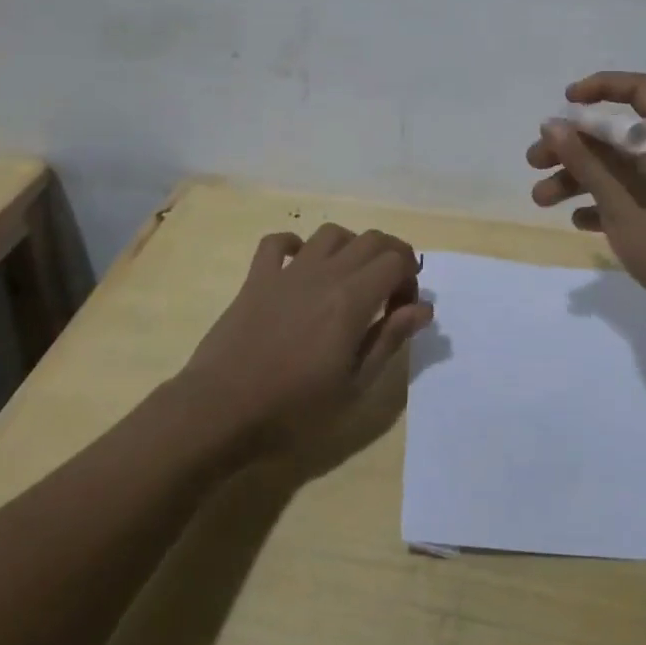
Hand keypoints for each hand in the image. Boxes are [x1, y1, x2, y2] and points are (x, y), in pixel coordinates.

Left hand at [182, 224, 431, 455]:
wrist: (221, 411)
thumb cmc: (294, 409)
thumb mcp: (354, 385)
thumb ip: (389, 339)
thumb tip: (424, 308)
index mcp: (353, 298)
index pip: (397, 260)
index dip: (410, 279)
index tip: (404, 310)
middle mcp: (325, 273)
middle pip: (370, 240)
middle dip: (391, 256)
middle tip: (389, 291)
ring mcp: (288, 272)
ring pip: (330, 233)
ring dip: (350, 246)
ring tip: (351, 277)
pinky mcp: (257, 278)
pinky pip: (276, 243)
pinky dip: (294, 244)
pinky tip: (300, 264)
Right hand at [528, 71, 645, 337]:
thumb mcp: (623, 206)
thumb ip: (586, 163)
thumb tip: (551, 123)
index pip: (639, 89)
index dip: (600, 87)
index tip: (564, 102)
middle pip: (617, 133)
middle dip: (573, 146)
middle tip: (534, 161)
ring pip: (616, 167)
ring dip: (578, 178)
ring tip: (540, 199)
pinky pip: (626, 195)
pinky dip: (600, 203)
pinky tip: (577, 222)